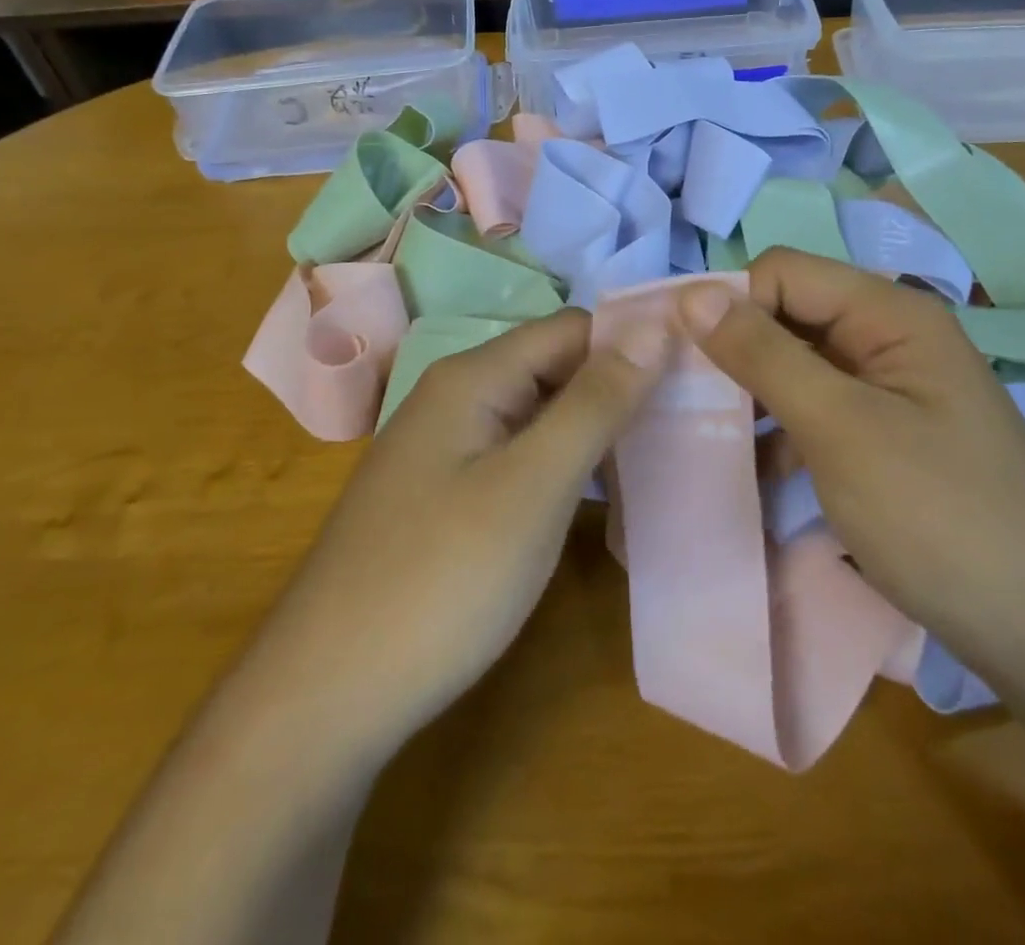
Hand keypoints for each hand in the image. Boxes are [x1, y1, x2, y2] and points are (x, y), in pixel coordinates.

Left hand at [280, 308, 672, 760]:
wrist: (324, 699)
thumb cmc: (441, 580)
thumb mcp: (534, 485)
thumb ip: (597, 401)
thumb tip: (656, 325)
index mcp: (474, 377)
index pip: (574, 329)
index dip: (635, 343)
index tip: (700, 373)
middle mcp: (458, 398)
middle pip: (557, 368)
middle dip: (622, 389)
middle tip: (696, 422)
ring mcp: (448, 450)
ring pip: (542, 416)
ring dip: (598, 430)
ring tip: (668, 457)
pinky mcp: (448, 497)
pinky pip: (521, 458)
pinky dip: (566, 467)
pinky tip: (605, 498)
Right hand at [676, 249, 1024, 678]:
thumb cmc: (940, 517)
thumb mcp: (840, 427)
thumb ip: (764, 354)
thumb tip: (692, 293)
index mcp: (890, 313)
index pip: (784, 273)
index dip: (730, 305)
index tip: (681, 360)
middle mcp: (891, 337)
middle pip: (791, 315)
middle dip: (736, 352)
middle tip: (683, 403)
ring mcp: (892, 390)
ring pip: (799, 366)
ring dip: (753, 395)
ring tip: (706, 438)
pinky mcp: (889, 436)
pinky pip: (819, 410)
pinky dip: (782, 431)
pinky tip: (753, 471)